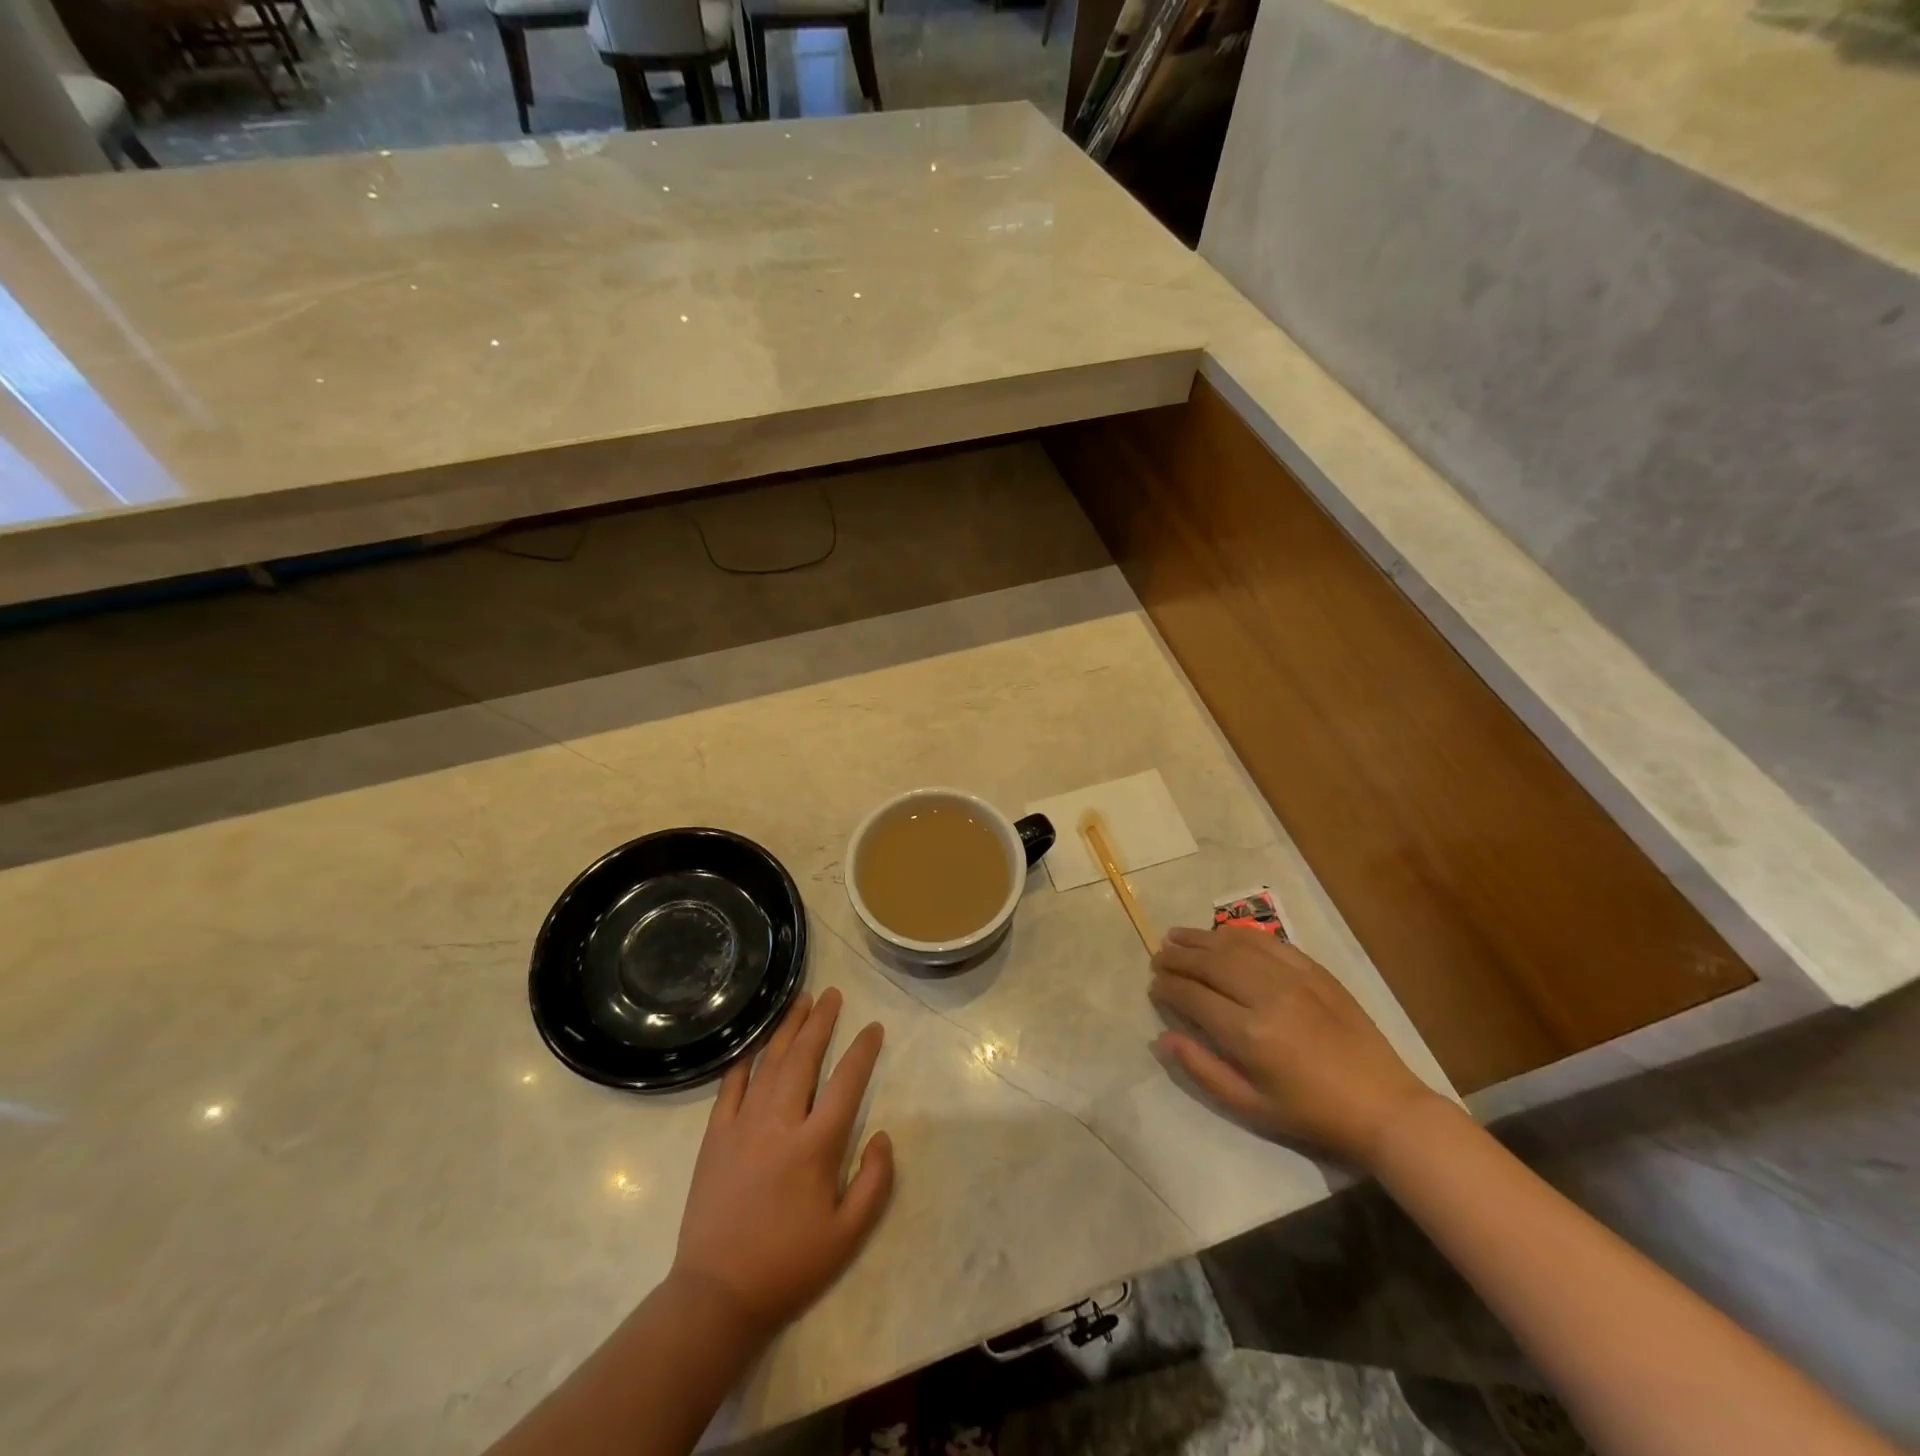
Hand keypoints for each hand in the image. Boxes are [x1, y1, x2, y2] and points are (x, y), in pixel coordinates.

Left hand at [671, 988, 893, 1343]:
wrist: (716, 1296)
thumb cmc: (789, 1265)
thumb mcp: (848, 1235)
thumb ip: (875, 1181)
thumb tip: (882, 1135)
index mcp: (815, 1145)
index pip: (847, 1081)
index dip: (863, 1050)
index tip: (873, 1028)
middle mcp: (779, 1122)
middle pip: (804, 1057)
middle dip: (821, 1021)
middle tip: (832, 994)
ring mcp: (742, 1125)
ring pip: (769, 1063)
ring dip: (787, 1029)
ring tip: (801, 1001)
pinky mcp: (714, 1137)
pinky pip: (730, 1087)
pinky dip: (744, 1062)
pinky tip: (754, 1047)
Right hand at [1149, 925, 1438, 1166]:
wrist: (1382, 1105)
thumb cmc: (1311, 1113)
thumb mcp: (1250, 1106)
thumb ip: (1201, 1069)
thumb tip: (1162, 1038)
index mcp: (1249, 1034)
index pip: (1192, 996)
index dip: (1166, 988)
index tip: (1153, 988)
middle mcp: (1266, 995)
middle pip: (1209, 963)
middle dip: (1177, 958)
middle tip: (1158, 958)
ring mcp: (1292, 977)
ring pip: (1234, 945)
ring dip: (1200, 938)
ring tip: (1176, 936)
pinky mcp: (1313, 970)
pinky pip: (1267, 941)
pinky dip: (1237, 934)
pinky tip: (1221, 934)